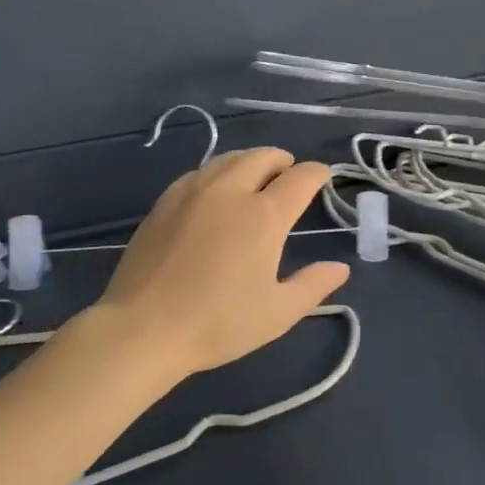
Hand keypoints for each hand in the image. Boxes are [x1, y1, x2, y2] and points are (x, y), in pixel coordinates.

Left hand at [96, 148, 350, 377]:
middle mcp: (231, 190)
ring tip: (255, 178)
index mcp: (264, 215)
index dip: (317, 173)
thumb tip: (340, 267)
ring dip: (251, 162)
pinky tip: (215, 192)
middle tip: (289, 175)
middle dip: (283, 161)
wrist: (144, 328)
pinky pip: (201, 172)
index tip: (322, 178)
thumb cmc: (218, 323)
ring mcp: (194, 191)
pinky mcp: (166, 200)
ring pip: (230, 158)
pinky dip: (219, 172)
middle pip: (264, 156)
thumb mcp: (278, 313)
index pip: (300, 178)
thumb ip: (313, 285)